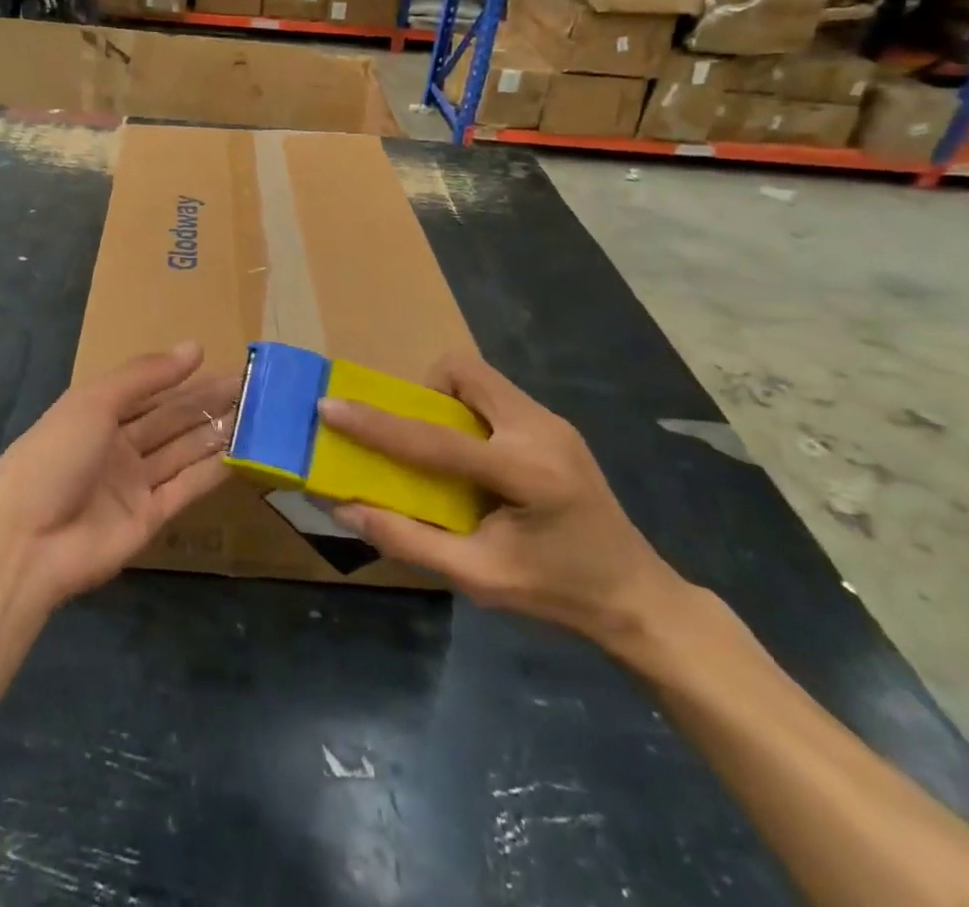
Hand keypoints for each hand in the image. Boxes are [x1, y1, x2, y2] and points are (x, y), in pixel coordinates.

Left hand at [0, 342, 235, 609]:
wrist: (26, 543)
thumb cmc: (54, 457)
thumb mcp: (93, 402)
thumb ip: (145, 376)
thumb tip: (195, 347)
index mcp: (96, 413)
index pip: (148, 389)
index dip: (183, 376)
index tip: (222, 362)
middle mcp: (117, 446)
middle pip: (171, 419)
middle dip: (208, 402)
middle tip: (254, 388)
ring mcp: (134, 484)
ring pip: (183, 451)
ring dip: (216, 432)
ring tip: (258, 415)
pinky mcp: (150, 518)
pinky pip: (186, 487)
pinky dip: (213, 470)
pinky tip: (243, 453)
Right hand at [318, 346, 684, 652]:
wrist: (639, 597)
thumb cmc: (558, 593)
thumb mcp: (479, 578)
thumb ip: (408, 540)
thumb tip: (344, 509)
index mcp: (526, 473)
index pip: (435, 439)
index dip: (376, 424)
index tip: (330, 406)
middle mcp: (541, 429)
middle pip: (463, 371)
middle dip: (423, 392)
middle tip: (412, 436)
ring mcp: (552, 421)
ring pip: (478, 376)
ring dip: (446, 400)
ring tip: (443, 451)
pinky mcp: (554, 424)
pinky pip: (493, 394)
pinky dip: (467, 412)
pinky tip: (474, 458)